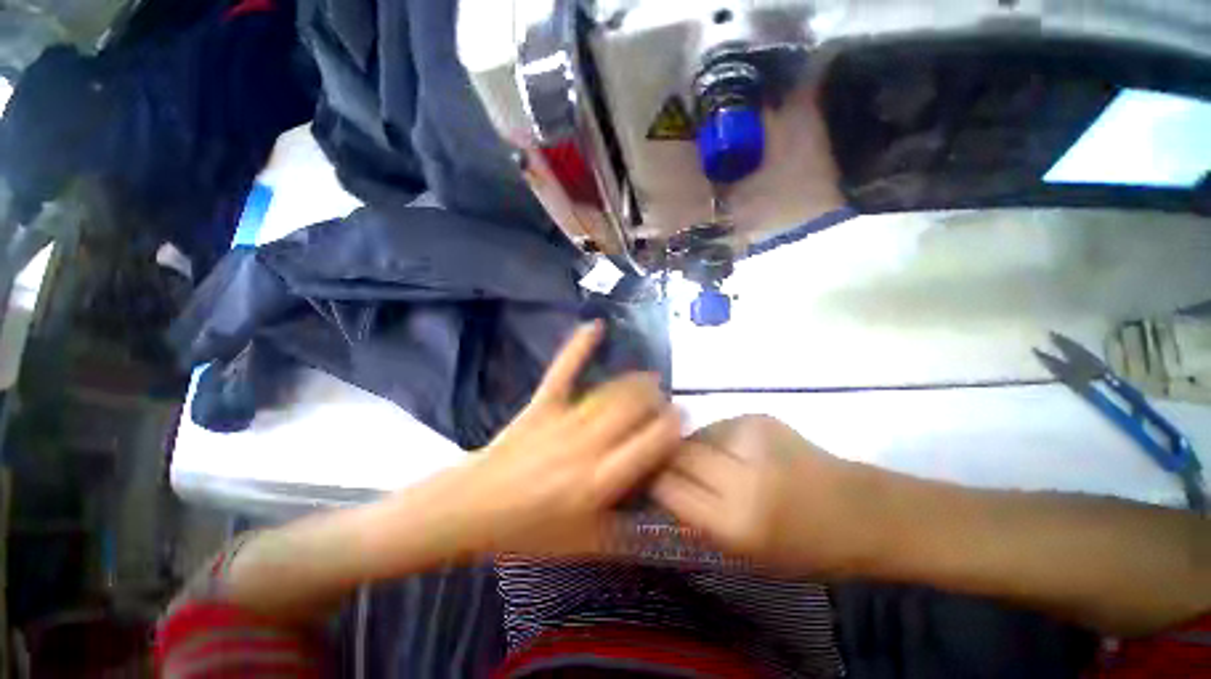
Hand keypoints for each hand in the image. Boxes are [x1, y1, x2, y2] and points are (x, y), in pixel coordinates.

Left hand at [444, 321, 681, 555]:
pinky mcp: (543, 404)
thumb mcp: (583, 544)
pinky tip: (595, 326)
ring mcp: (564, 419)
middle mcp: (587, 445)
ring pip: (610, 391)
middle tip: (664, 403)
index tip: (682, 419)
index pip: (650, 444)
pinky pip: (563, 371)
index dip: (672, 427)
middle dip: (656, 401)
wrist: (473, 508)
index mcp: (599, 480)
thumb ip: (625, 534)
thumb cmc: (529, 530)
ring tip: (648, 381)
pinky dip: (579, 347)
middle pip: (633, 410)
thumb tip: (658, 520)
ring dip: (635, 382)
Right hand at [652, 415, 876, 574]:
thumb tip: (660, 483)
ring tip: (708, 462)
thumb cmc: (803, 547)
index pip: (668, 486)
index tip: (646, 478)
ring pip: (694, 435)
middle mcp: (741, 475)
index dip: (653, 480)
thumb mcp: (743, 553)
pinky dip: (714, 439)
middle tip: (667, 465)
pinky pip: (716, 426)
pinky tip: (733, 451)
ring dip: (691, 448)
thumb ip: (696, 517)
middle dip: (666, 458)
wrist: (860, 511)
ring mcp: (751, 438)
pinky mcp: (759, 417)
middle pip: (678, 452)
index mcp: (736, 521)